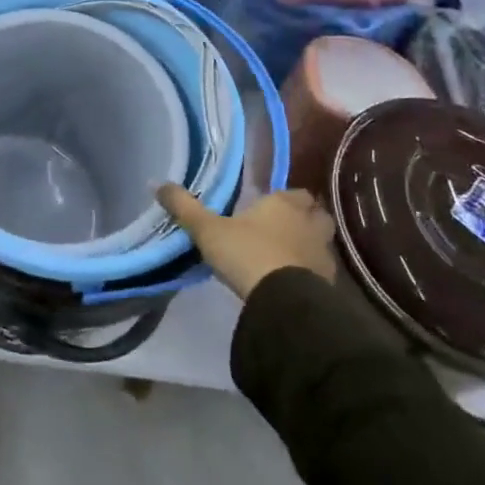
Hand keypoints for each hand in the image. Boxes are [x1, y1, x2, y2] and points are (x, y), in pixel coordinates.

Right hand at [157, 184, 337, 300]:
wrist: (283, 301)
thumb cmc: (247, 253)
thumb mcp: (207, 230)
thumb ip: (184, 207)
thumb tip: (156, 183)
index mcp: (284, 203)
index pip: (295, 192)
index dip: (284, 198)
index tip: (268, 207)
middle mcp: (309, 223)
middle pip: (315, 214)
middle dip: (304, 218)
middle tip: (282, 228)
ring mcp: (323, 254)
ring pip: (321, 242)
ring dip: (308, 246)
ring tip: (286, 256)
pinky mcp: (328, 284)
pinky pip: (321, 271)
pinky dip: (310, 273)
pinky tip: (293, 282)